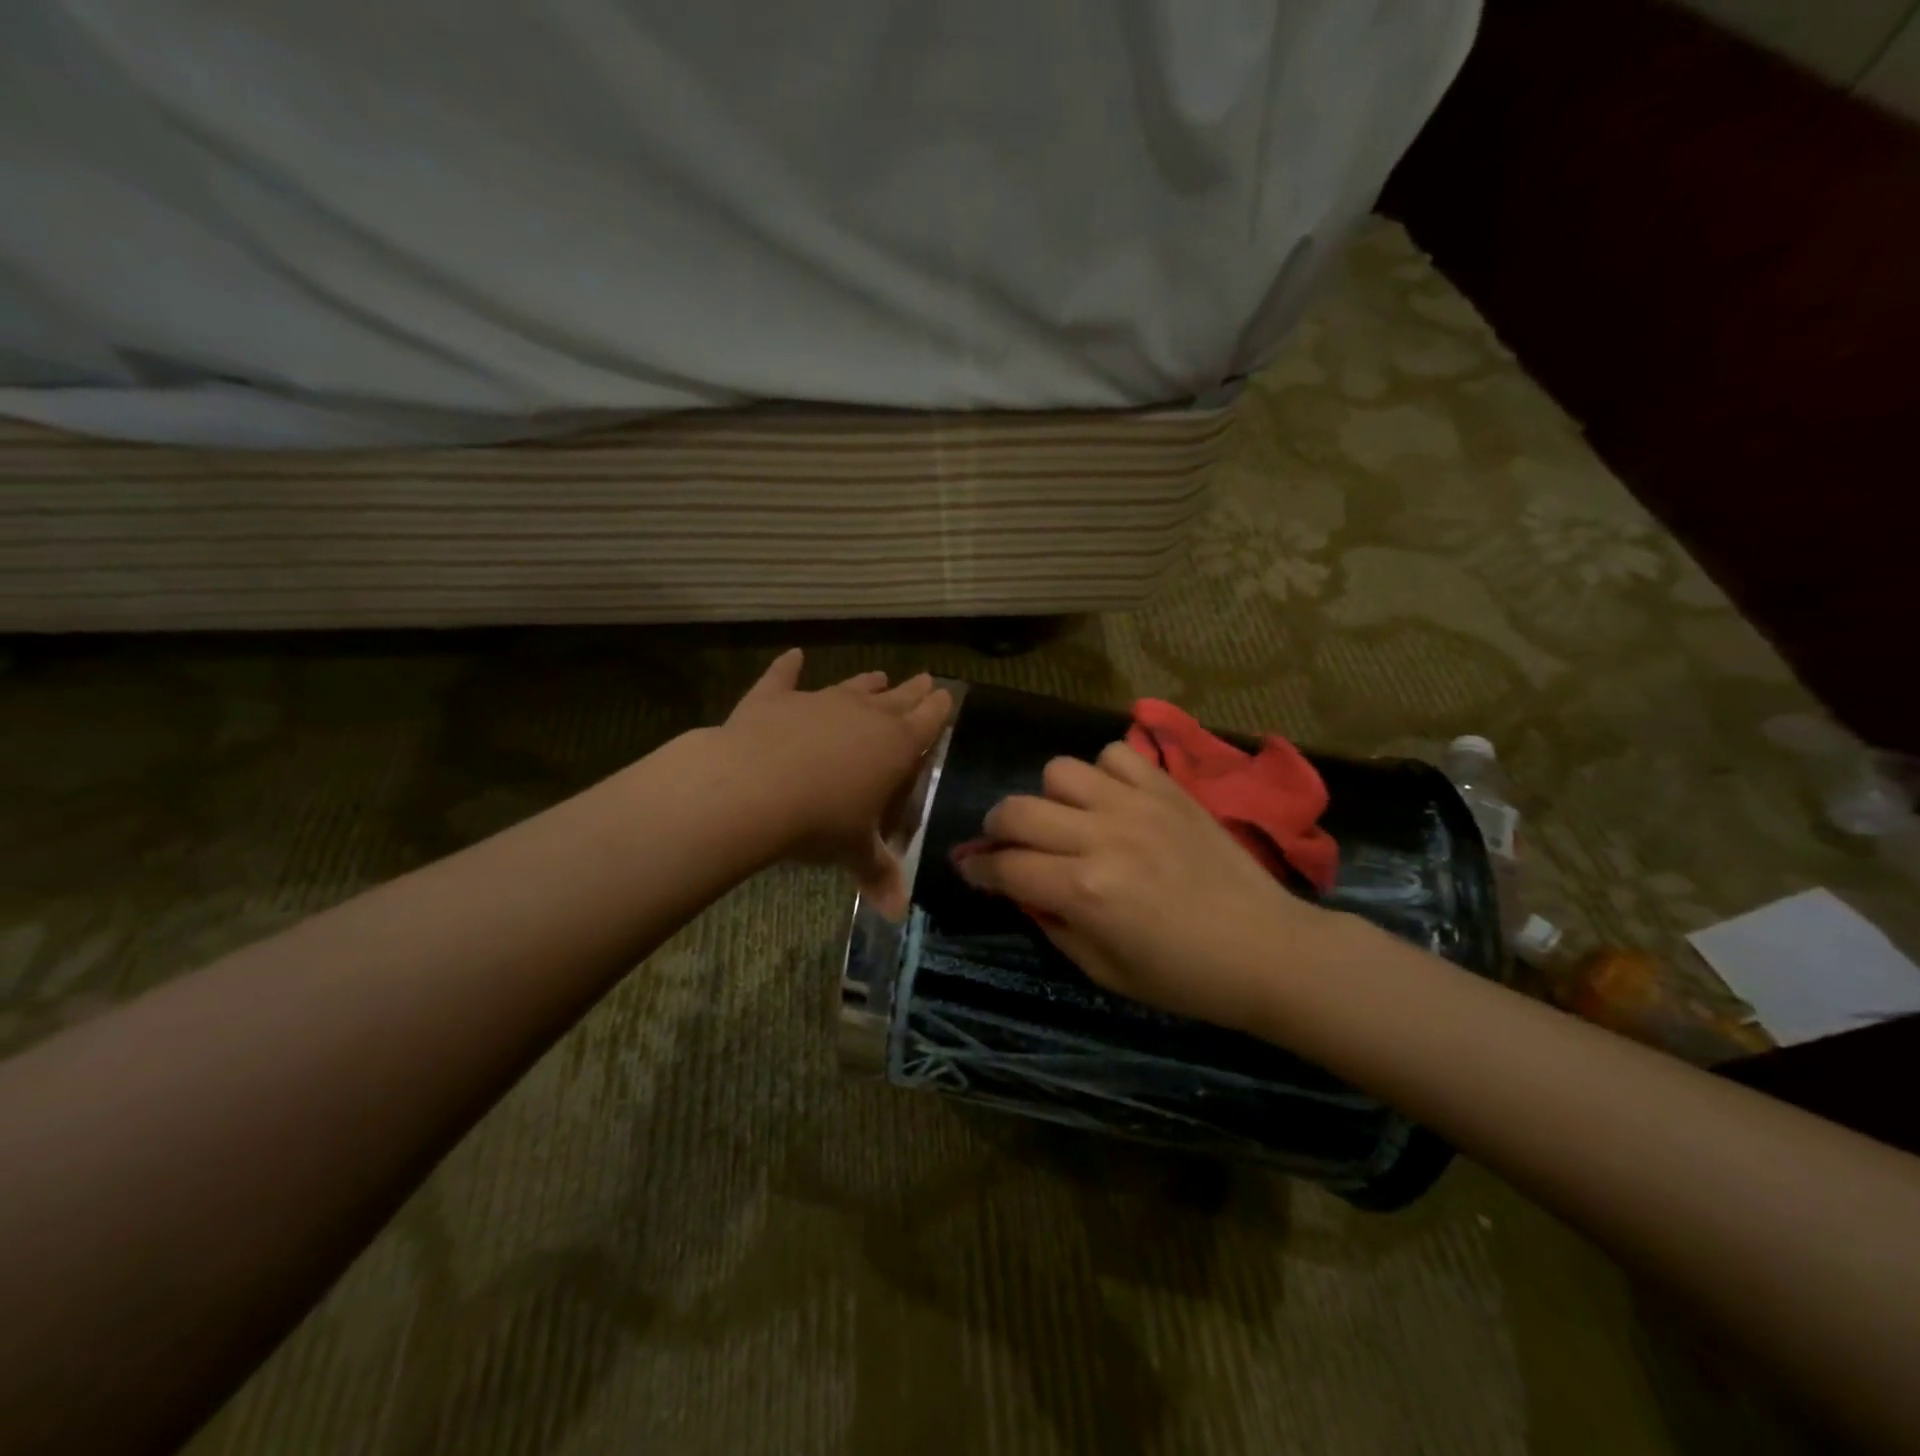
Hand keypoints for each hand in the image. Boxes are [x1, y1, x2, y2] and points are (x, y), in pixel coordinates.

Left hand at [718, 649, 952, 916]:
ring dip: (866, 682)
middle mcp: (863, 715)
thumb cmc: (820, 820)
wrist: (754, 787)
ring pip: (851, 687)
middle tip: (926, 679)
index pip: (927, 720)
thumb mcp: (853, 851)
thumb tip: (897, 915)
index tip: (946, 694)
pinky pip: (784, 677)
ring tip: (878, 674)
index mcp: (894, 745)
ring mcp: (819, 701)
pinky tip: (793, 655)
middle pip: (897, 697)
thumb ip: (878, 875)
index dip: (938, 708)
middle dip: (913, 690)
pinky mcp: (775, 699)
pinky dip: (788, 667)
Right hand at [954, 741, 1345, 1033]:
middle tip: (1009, 845)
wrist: (1268, 950)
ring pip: (1060, 771)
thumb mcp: (1105, 971)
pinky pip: (1116, 754)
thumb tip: (1021, 889)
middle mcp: (1101, 837)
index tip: (969, 868)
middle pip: (1017, 809)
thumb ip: (1053, 924)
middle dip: (997, 828)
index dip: (977, 868)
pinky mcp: (1167, 789)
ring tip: (1068, 819)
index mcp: (1084, 890)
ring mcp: (1136, 805)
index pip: (1004, 866)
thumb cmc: (1185, 977)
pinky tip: (1113, 800)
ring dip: (1051, 798)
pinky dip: (1103, 772)